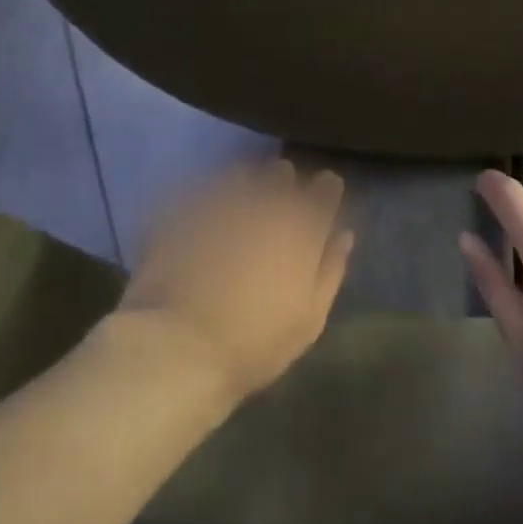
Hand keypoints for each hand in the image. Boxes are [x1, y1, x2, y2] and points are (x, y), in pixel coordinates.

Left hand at [117, 160, 354, 400]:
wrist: (178, 347)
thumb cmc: (255, 344)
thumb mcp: (309, 319)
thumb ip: (330, 270)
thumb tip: (344, 235)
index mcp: (302, 232)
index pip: (324, 192)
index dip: (327, 187)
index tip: (326, 189)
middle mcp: (264, 207)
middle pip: (280, 176)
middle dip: (284, 180)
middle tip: (281, 190)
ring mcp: (220, 205)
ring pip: (241, 176)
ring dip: (247, 181)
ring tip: (243, 196)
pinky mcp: (181, 212)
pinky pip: (202, 189)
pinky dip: (209, 193)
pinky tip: (206, 210)